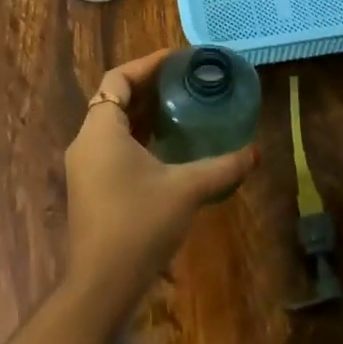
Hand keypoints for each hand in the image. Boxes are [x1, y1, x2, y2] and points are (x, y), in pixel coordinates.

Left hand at [63, 49, 256, 303]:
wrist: (101, 285)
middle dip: (149, 87)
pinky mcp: (91, 188)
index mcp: (101, 130)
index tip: (178, 58)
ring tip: (181, 108)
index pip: (118, 79)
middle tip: (185, 81)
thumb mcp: (186, 189)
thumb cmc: (139, 224)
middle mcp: (87, 142)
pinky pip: (113, 147)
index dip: (147, 64)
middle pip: (114, 99)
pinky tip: (167, 147)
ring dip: (143, 114)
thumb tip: (256, 152)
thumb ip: (223, 167)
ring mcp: (85, 167)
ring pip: (113, 125)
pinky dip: (138, 137)